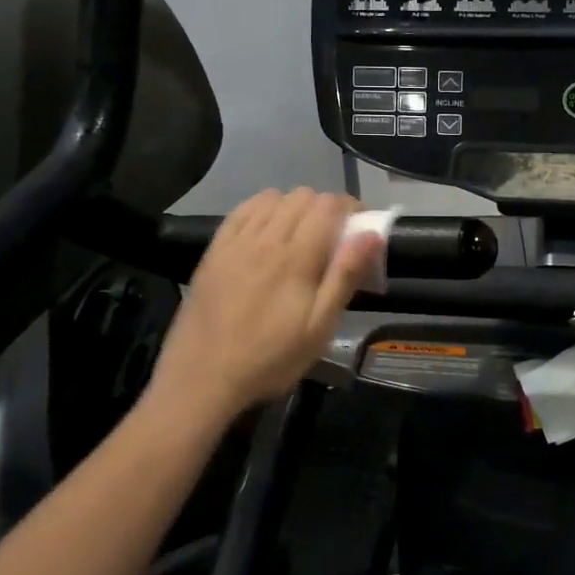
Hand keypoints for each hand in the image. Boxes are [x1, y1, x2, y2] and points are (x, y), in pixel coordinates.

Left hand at [150, 188, 382, 420]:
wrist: (202, 379)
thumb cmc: (270, 359)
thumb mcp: (319, 328)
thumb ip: (345, 276)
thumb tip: (372, 234)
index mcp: (296, 257)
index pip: (329, 205)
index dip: (351, 208)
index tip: (360, 228)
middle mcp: (266, 238)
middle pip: (303, 195)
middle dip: (325, 208)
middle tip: (333, 237)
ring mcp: (236, 241)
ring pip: (273, 197)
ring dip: (294, 207)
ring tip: (301, 235)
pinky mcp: (214, 249)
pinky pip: (242, 209)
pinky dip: (262, 209)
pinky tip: (267, 230)